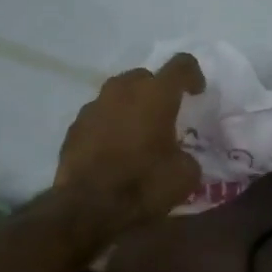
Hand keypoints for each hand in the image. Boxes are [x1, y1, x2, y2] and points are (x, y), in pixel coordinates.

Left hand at [55, 54, 204, 233]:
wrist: (88, 206)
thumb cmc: (143, 184)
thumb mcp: (185, 176)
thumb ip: (186, 156)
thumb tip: (179, 157)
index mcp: (156, 95)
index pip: (181, 65)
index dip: (193, 75)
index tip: (197, 91)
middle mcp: (122, 90)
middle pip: (144, 77)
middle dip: (157, 92)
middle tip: (165, 116)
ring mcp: (93, 106)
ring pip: (118, 95)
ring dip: (130, 108)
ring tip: (137, 134)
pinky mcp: (74, 127)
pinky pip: (99, 117)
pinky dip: (109, 127)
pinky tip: (113, 151)